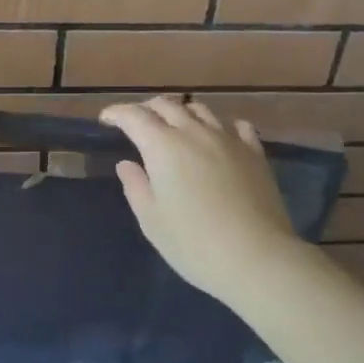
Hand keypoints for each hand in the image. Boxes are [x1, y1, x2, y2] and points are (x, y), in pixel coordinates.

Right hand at [99, 98, 302, 306]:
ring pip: (200, 110)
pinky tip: (220, 137)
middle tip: (138, 124)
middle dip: (147, 109)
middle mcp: (194, 132)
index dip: (117, 113)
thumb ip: (136, 186)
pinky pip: (237, 127)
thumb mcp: (152, 220)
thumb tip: (127, 163)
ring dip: (182, 112)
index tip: (106, 120)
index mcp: (163, 146)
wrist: (257, 257)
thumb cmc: (194, 243)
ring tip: (176, 126)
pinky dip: (222, 126)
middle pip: (166, 105)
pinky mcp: (255, 153)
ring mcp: (228, 139)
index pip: (134, 116)